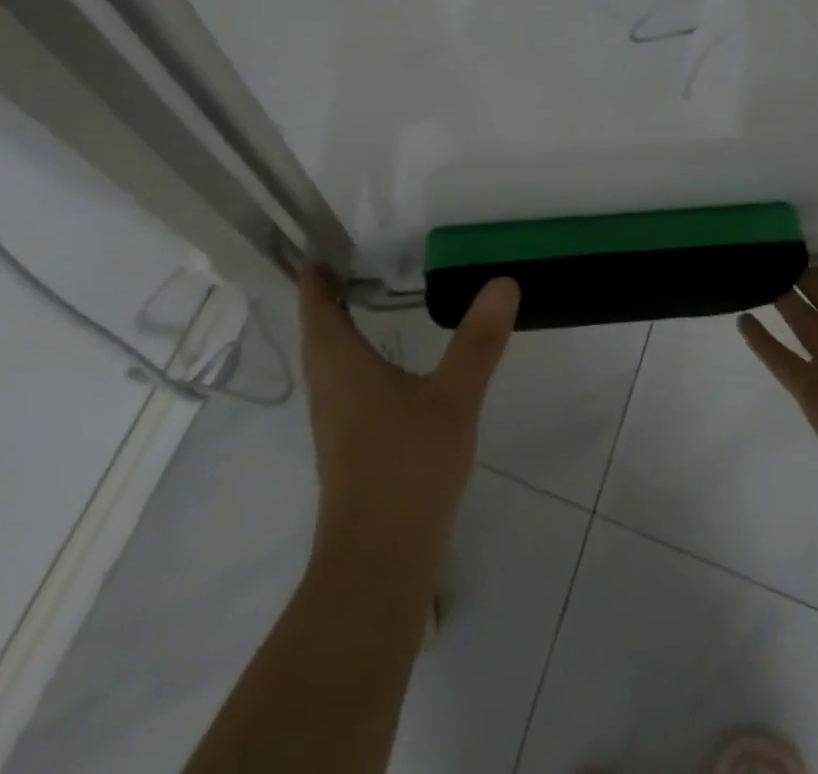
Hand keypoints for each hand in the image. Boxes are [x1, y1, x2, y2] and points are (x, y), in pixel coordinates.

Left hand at [297, 265, 518, 570]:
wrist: (377, 568)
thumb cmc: (407, 471)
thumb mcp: (453, 400)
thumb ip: (478, 342)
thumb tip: (503, 282)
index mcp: (342, 366)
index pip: (317, 308)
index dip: (314, 278)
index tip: (318, 250)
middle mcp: (330, 389)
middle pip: (317, 334)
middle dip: (324, 300)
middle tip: (346, 267)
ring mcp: (334, 424)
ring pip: (328, 364)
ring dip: (336, 332)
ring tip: (361, 306)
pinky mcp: (347, 450)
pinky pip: (342, 388)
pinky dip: (353, 362)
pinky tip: (382, 372)